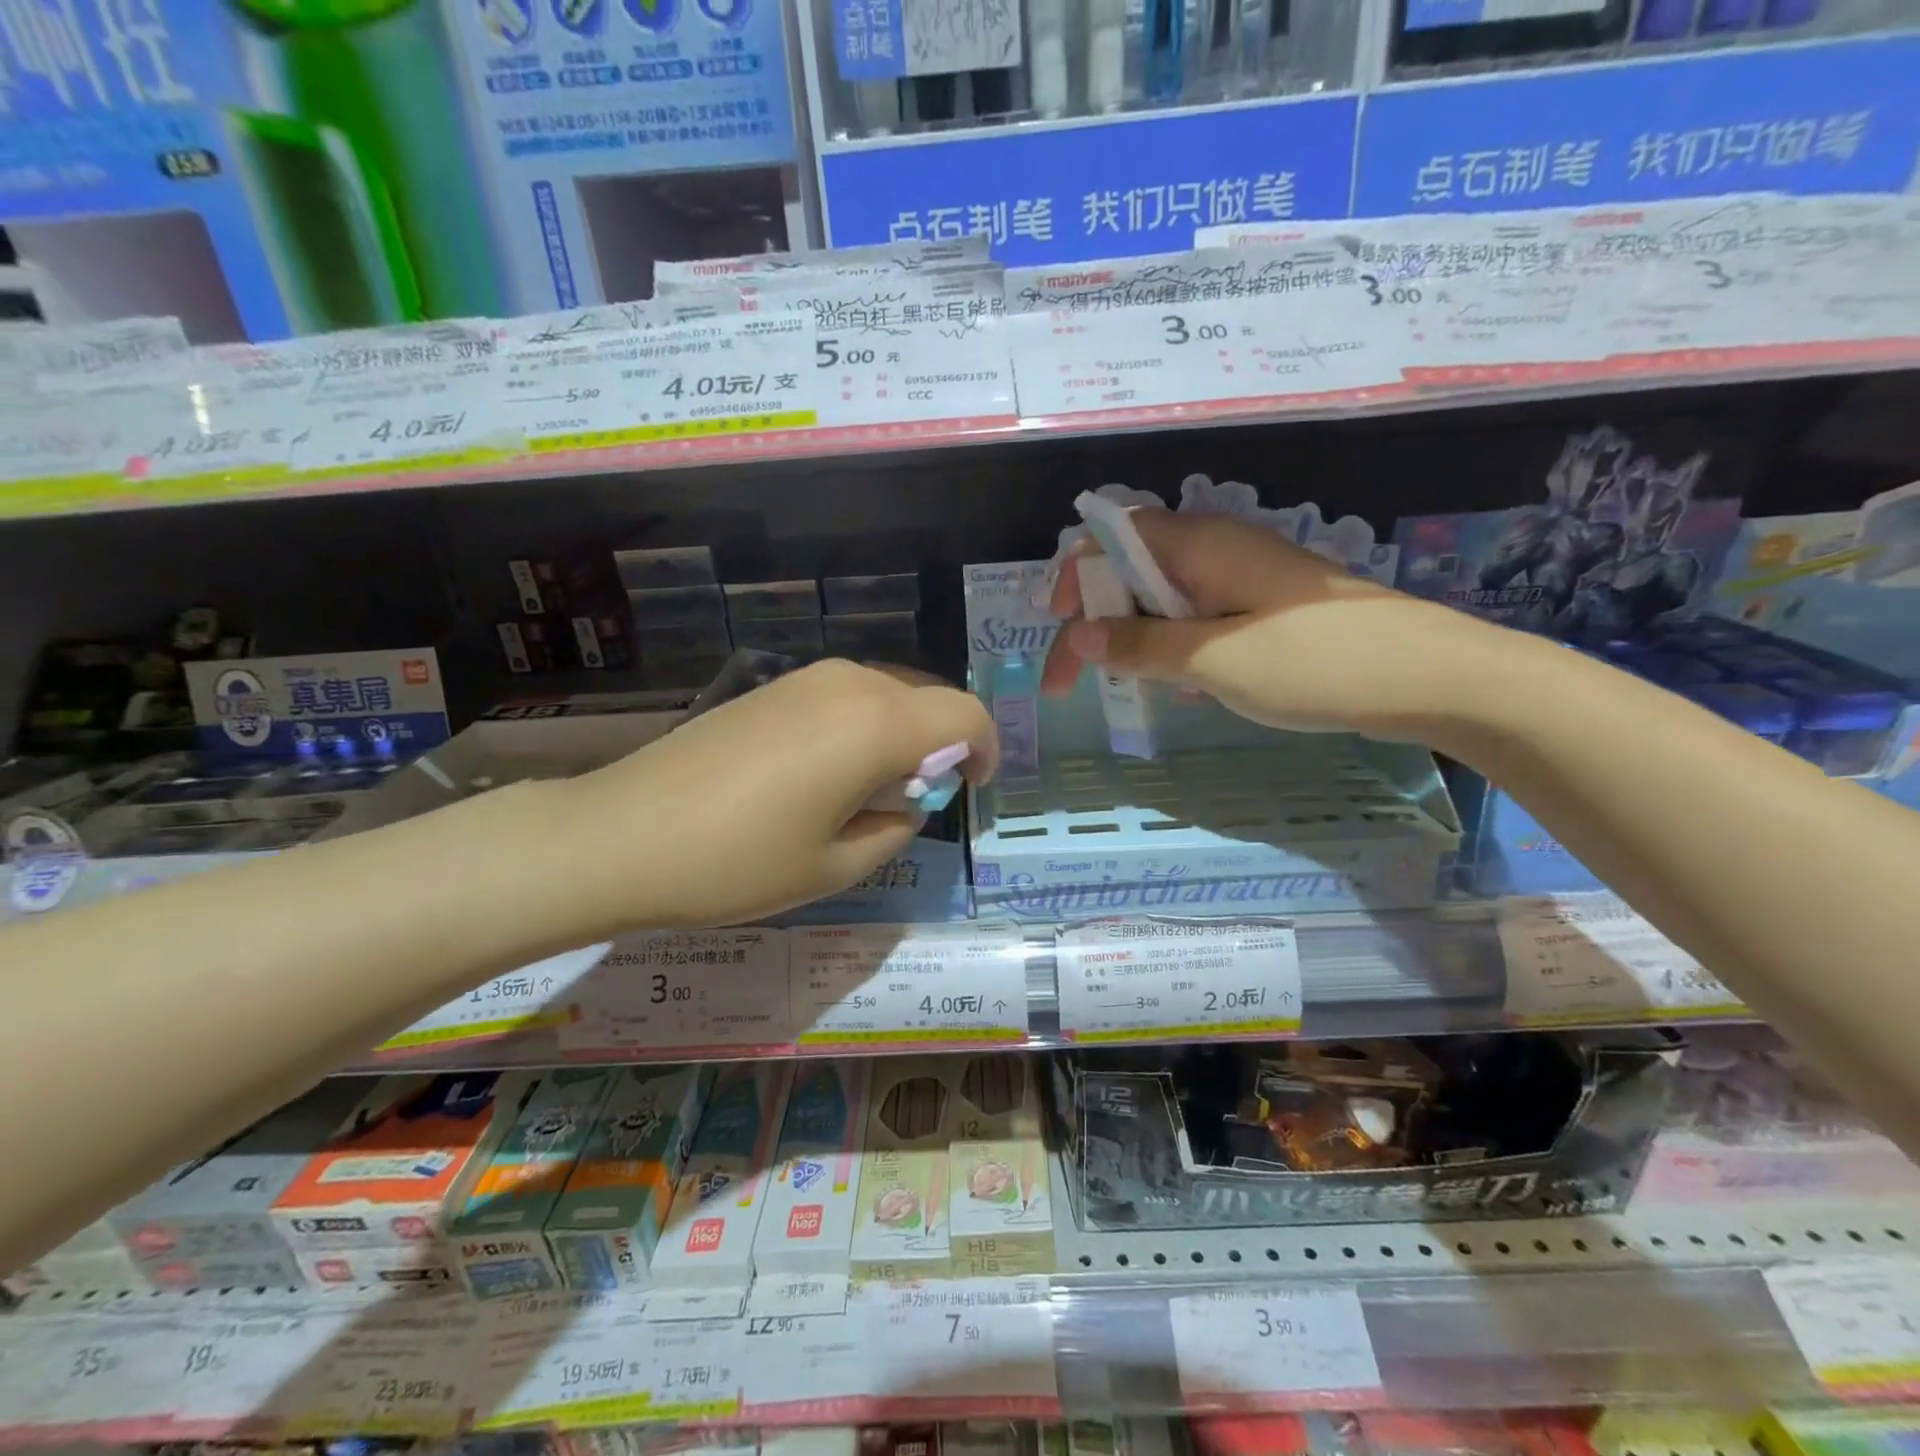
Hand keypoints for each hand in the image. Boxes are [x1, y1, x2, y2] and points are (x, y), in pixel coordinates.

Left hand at [560, 659, 995, 929]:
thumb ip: (893, 830)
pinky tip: (827, 773)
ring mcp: (804, 678)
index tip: (974, 788)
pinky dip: (862, 726)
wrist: (622, 834)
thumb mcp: (834, 866)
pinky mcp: (771, 686)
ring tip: (872, 790)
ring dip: (901, 734)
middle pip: (927, 697)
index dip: (986, 749)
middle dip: (942, 743)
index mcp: (876, 725)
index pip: (965, 715)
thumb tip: (906, 804)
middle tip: (921, 799)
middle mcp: (849, 684)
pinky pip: (845, 696)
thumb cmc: (737, 862)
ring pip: (886, 692)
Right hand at [1041, 507, 1497, 739]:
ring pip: (1163, 599)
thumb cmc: (1313, 662)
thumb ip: (1138, 644)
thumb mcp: (1211, 659)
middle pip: (1131, 571)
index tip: (1060, 635)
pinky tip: (1186, 686)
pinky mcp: (1265, 608)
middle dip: (1097, 620)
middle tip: (1080, 681)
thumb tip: (1078, 632)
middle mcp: (1217, 549)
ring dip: (1135, 639)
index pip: (1109, 540)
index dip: (1073, 581)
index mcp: (1199, 544)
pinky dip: (1175, 648)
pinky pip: (1198, 619)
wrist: (1430, 677)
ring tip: (1134, 688)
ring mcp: (1244, 578)